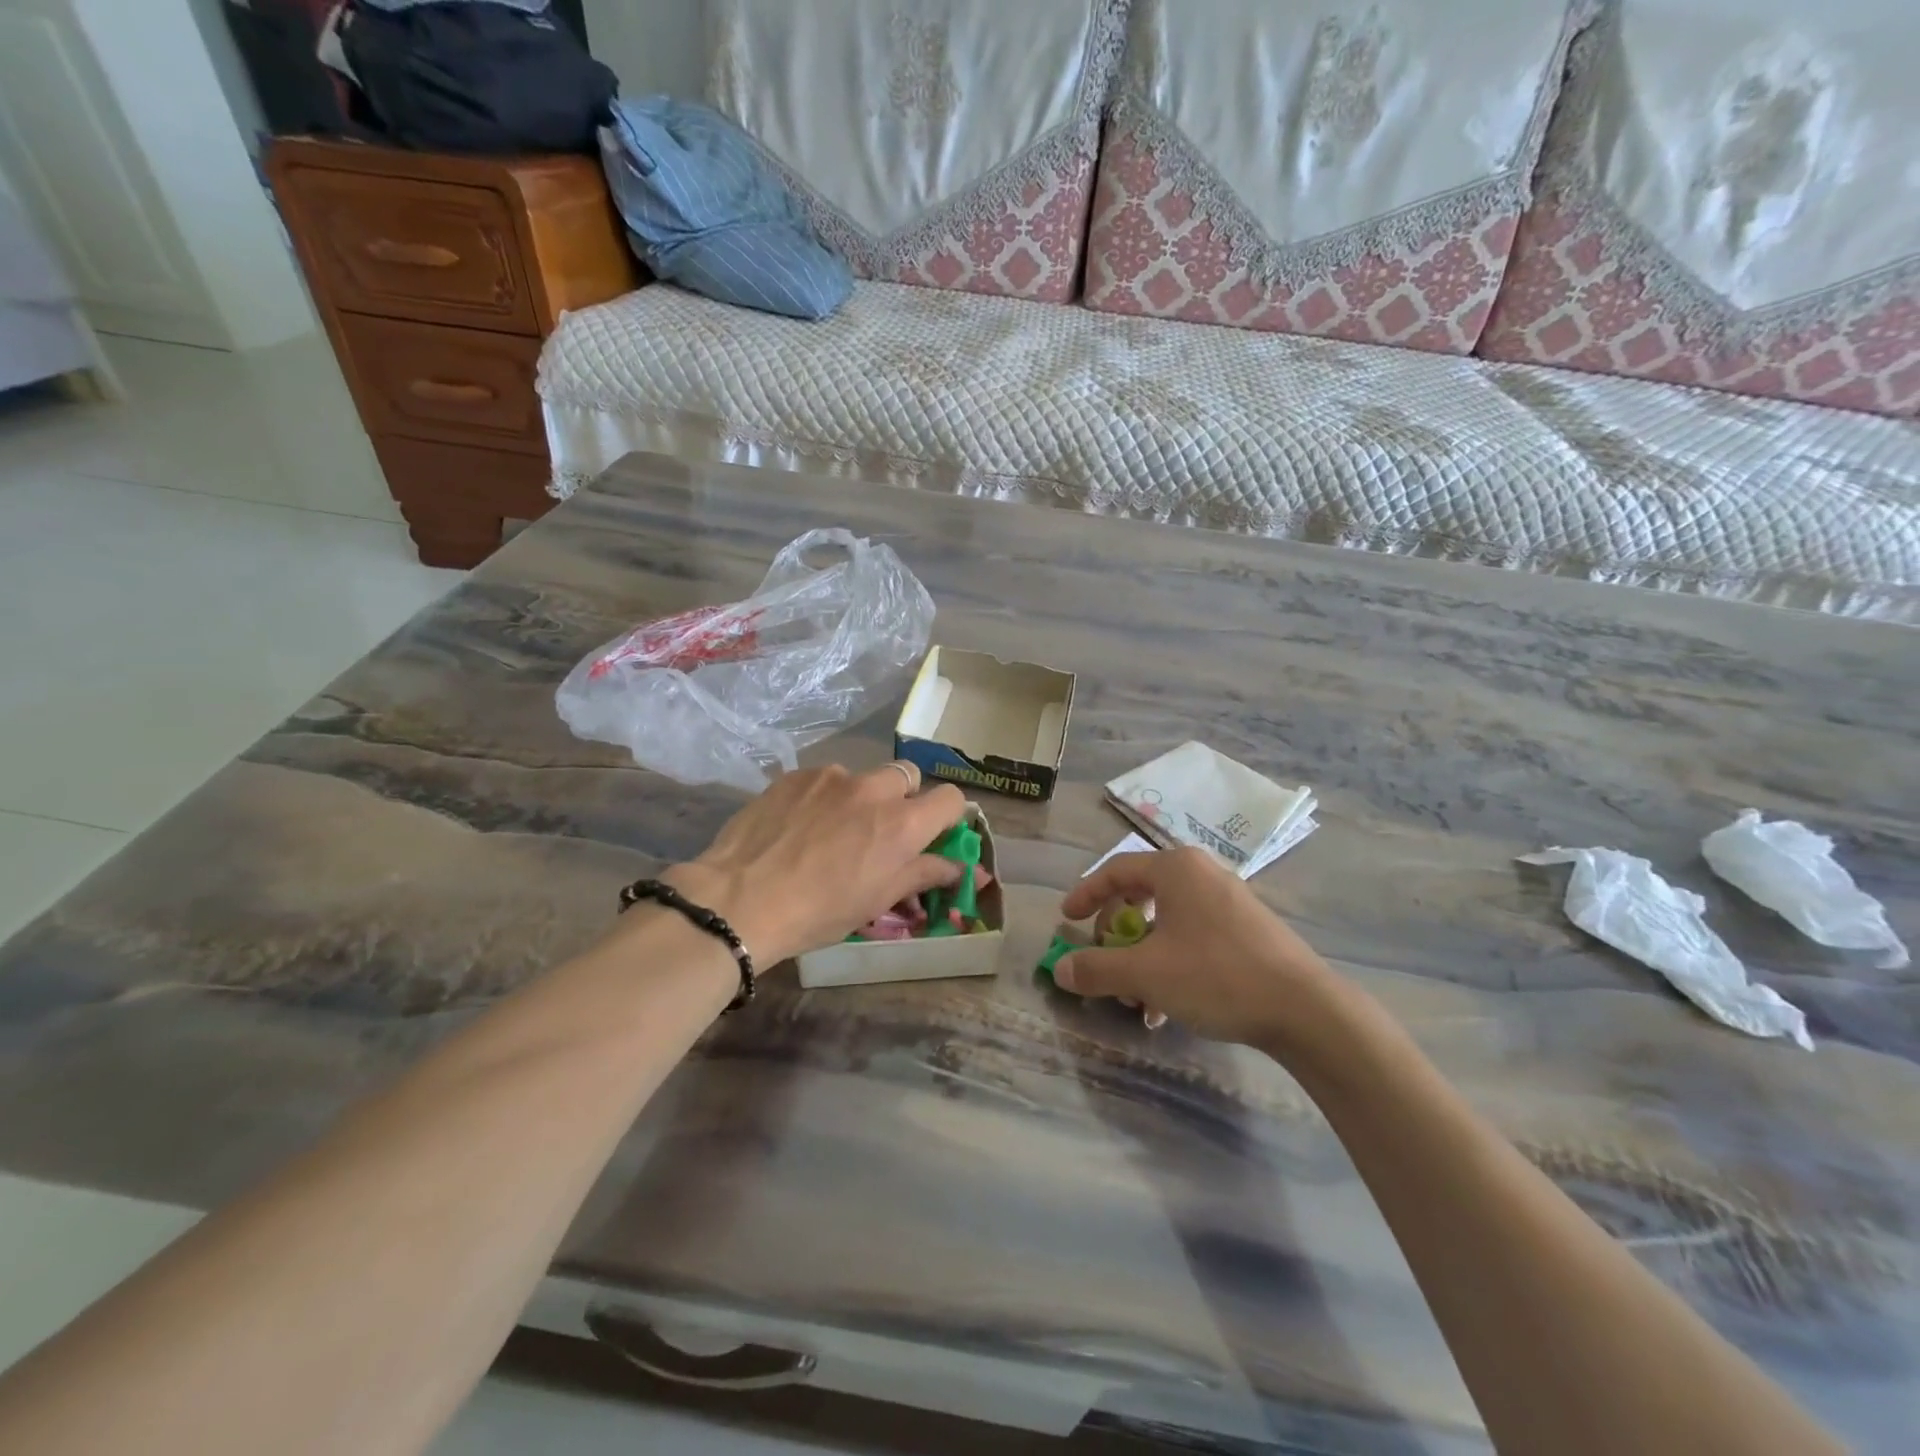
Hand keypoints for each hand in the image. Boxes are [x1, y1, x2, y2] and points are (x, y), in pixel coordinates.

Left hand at [661, 762, 967, 966]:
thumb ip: (924, 874)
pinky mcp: (796, 775)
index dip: (947, 816)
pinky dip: (824, 797)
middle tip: (881, 830)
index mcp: (902, 823)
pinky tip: (800, 824)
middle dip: (903, 797)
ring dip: (861, 797)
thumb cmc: (819, 910)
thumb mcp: (879, 899)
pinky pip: (824, 779)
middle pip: (908, 775)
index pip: (950, 798)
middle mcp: (873, 788)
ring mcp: (831, 777)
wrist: (740, 899)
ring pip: (863, 776)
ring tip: (832, 829)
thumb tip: (961, 867)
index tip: (932, 834)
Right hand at [1056, 847, 1346, 1050]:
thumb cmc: (1216, 975)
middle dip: (1117, 935)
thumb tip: (1060, 969)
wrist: (1306, 1010)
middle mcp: (1201, 874)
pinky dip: (1171, 965)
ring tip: (1136, 1000)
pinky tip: (1168, 1008)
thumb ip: (1096, 968)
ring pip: (1167, 923)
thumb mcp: (1146, 974)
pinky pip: (1193, 937)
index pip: (1115, 870)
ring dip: (1142, 958)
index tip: (1067, 921)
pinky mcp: (1247, 930)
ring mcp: (1228, 901)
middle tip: (1105, 962)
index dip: (1085, 895)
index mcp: (1176, 868)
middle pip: (1140, 895)